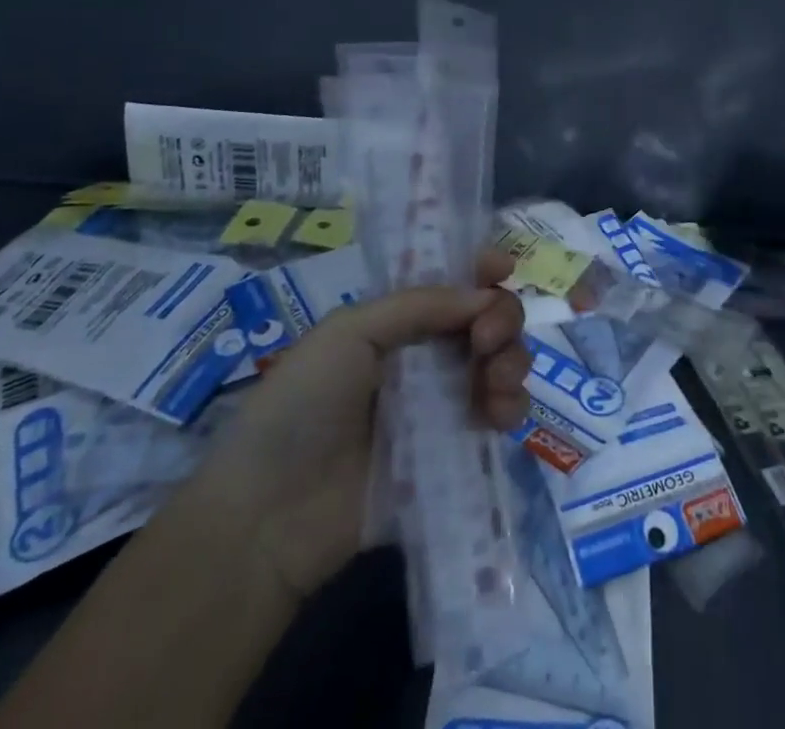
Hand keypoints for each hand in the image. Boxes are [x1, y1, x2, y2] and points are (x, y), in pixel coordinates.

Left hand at [186, 254, 529, 600]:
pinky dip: (511, 405)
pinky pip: (501, 417)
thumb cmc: (302, 405)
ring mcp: (444, 403)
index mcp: (398, 321)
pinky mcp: (455, 451)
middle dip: (502, 317)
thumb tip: (485, 296)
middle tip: (485, 339)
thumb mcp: (349, 333)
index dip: (480, 270)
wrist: (272, 514)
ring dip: (512, 359)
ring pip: (502, 363)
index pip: (451, 284)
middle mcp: (426, 355)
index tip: (502, 269)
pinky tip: (498, 414)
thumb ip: (419, 306)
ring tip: (493, 380)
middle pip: (487, 319)